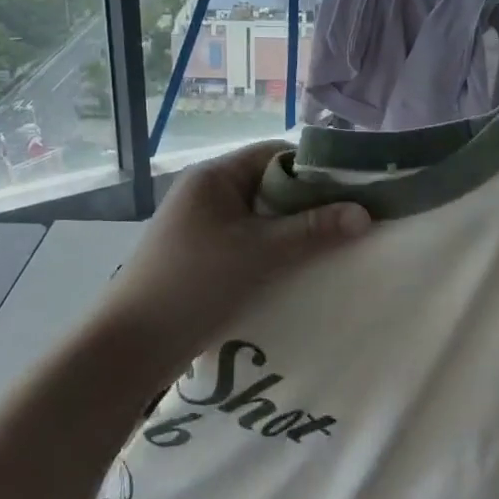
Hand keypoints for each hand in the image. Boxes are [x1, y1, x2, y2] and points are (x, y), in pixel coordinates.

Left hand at [94, 140, 369, 369]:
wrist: (133, 344)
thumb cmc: (196, 284)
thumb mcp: (261, 253)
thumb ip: (314, 230)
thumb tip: (365, 213)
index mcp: (215, 177)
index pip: (276, 154)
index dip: (316, 168)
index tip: (353, 191)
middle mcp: (207, 194)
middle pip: (270, 185)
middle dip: (310, 204)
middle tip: (350, 224)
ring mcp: (202, 227)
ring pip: (261, 218)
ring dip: (293, 232)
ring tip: (332, 249)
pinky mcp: (202, 257)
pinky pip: (248, 243)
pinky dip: (274, 252)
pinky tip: (298, 272)